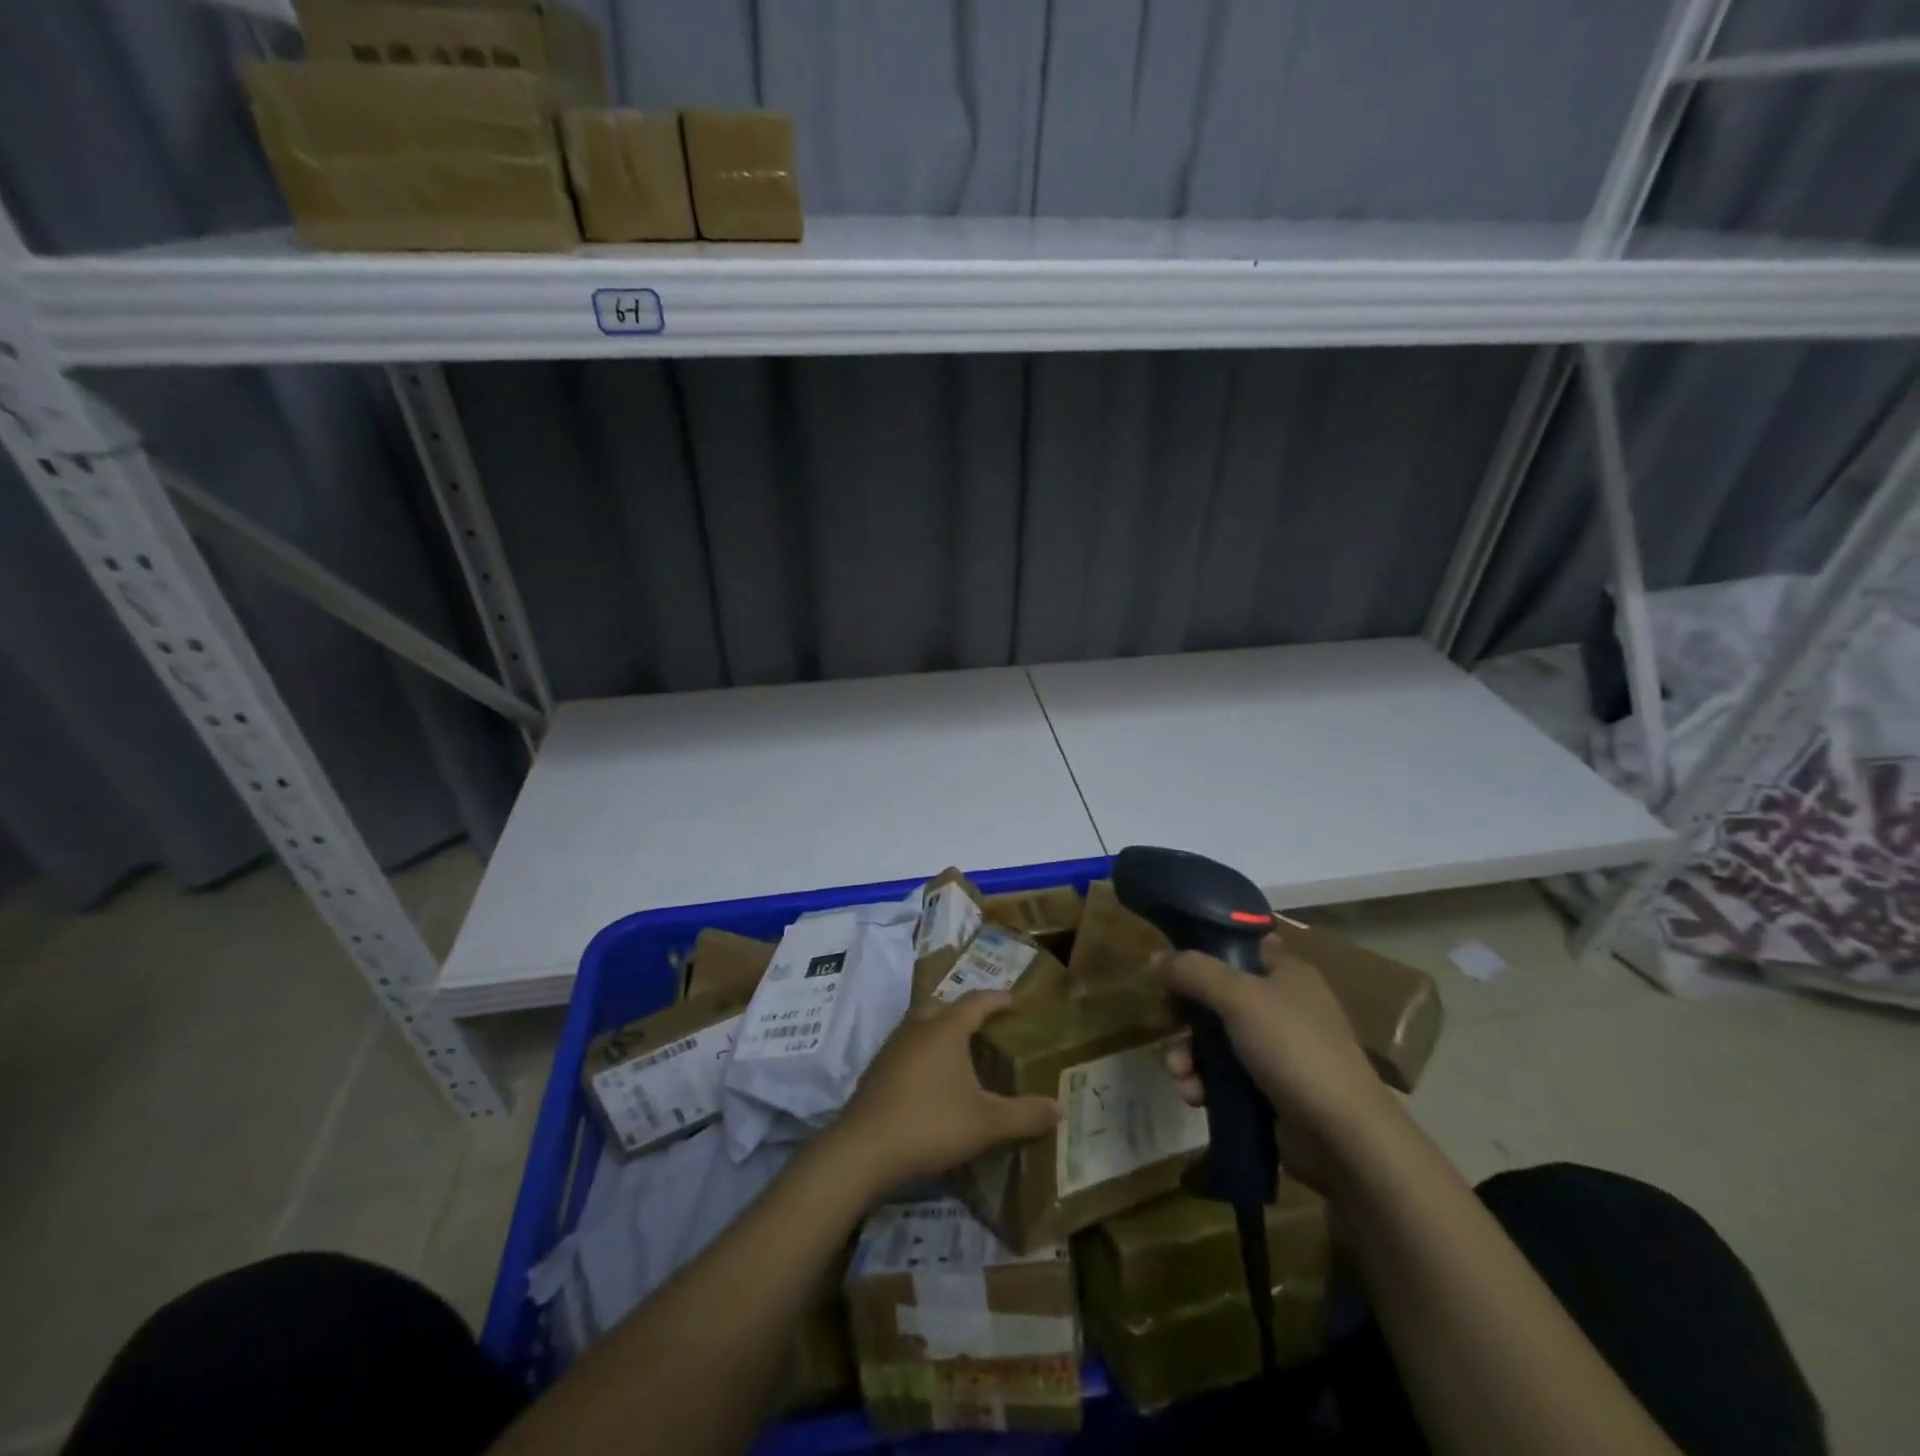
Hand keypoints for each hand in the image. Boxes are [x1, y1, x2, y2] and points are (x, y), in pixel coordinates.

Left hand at [829, 991, 1060, 1197]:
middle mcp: (918, 1027)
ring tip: (961, 1051)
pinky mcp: (877, 1069)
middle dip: (965, 1011)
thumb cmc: (930, 1124)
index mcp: (946, 1028)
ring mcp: (892, 1046)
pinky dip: (924, 1050)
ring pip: (921, 1024)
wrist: (863, 1149)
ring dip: (941, 1030)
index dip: (998, 999)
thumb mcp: (986, 1123)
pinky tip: (931, 1079)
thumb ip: (1025, 1115)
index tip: (1016, 1001)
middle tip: (986, 1026)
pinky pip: (907, 1046)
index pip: (977, 1001)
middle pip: (944, 1005)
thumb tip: (1061, 1109)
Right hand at [1158, 938, 1401, 1192]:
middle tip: (1163, 1023)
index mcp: (1285, 972)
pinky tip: (1193, 1096)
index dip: (1199, 956)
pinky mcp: (1271, 1089)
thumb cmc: (1293, 1049)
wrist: (1344, 1137)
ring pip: (1216, 1039)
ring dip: (1189, 1054)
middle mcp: (1282, 1005)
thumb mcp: (1239, 998)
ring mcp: (1278, 1050)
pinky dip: (1205, 1083)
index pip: (1235, 948)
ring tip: (1179, 1073)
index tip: (1168, 971)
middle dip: (1185, 1014)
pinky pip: (1225, 1076)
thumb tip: (1155, 957)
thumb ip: (1193, 972)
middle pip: (1217, 996)